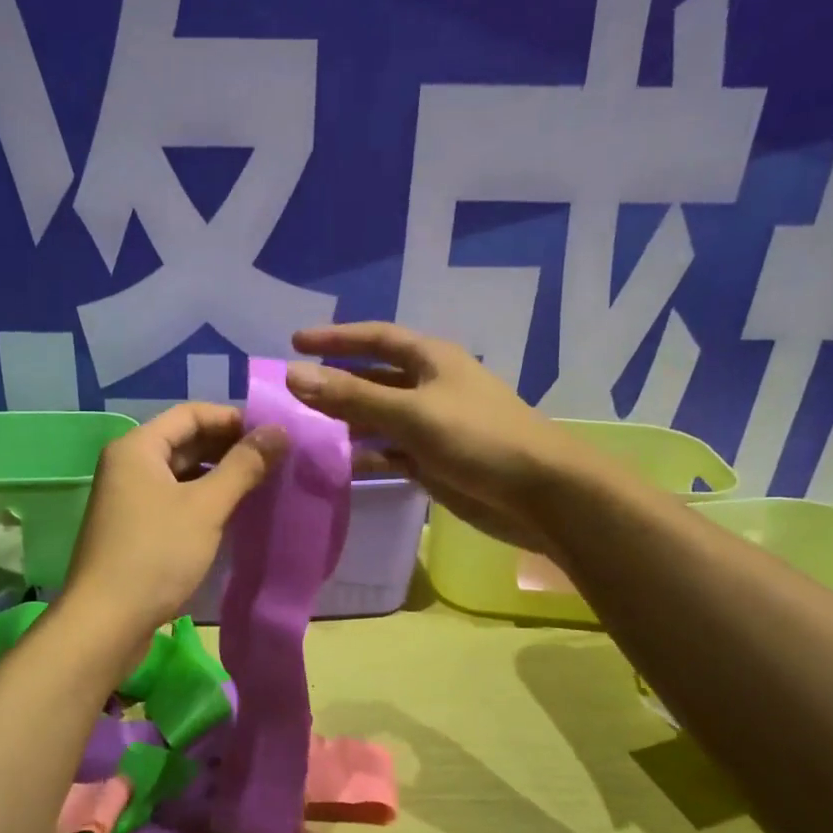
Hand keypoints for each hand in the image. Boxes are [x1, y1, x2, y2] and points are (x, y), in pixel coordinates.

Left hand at [63, 403, 286, 638]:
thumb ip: (243, 466)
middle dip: (228, 447)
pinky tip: (232, 512)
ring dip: (218, 475)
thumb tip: (279, 431)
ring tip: (261, 484)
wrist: (106, 622)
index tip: (272, 434)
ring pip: (181, 473)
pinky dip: (203, 499)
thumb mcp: (206, 507)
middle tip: (274, 460)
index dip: (233, 419)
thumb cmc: (156, 554)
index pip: (191, 414)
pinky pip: (174, 499)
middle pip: (185, 441)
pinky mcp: (134, 528)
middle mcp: (128, 465)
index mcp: (137, 448)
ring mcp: (129, 498)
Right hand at [288, 323, 565, 549]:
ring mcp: (433, 426)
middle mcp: (430, 387)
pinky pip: (391, 452)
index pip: (376, 338)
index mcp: (431, 360)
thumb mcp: (411, 413)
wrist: (541, 494)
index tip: (294, 342)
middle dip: (335, 385)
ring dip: (346, 423)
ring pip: (379, 418)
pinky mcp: (435, 461)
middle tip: (290, 396)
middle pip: (373, 379)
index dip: (335, 338)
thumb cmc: (479, 439)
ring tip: (304, 432)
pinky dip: (366, 456)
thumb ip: (352, 397)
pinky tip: (339, 465)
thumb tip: (293, 375)